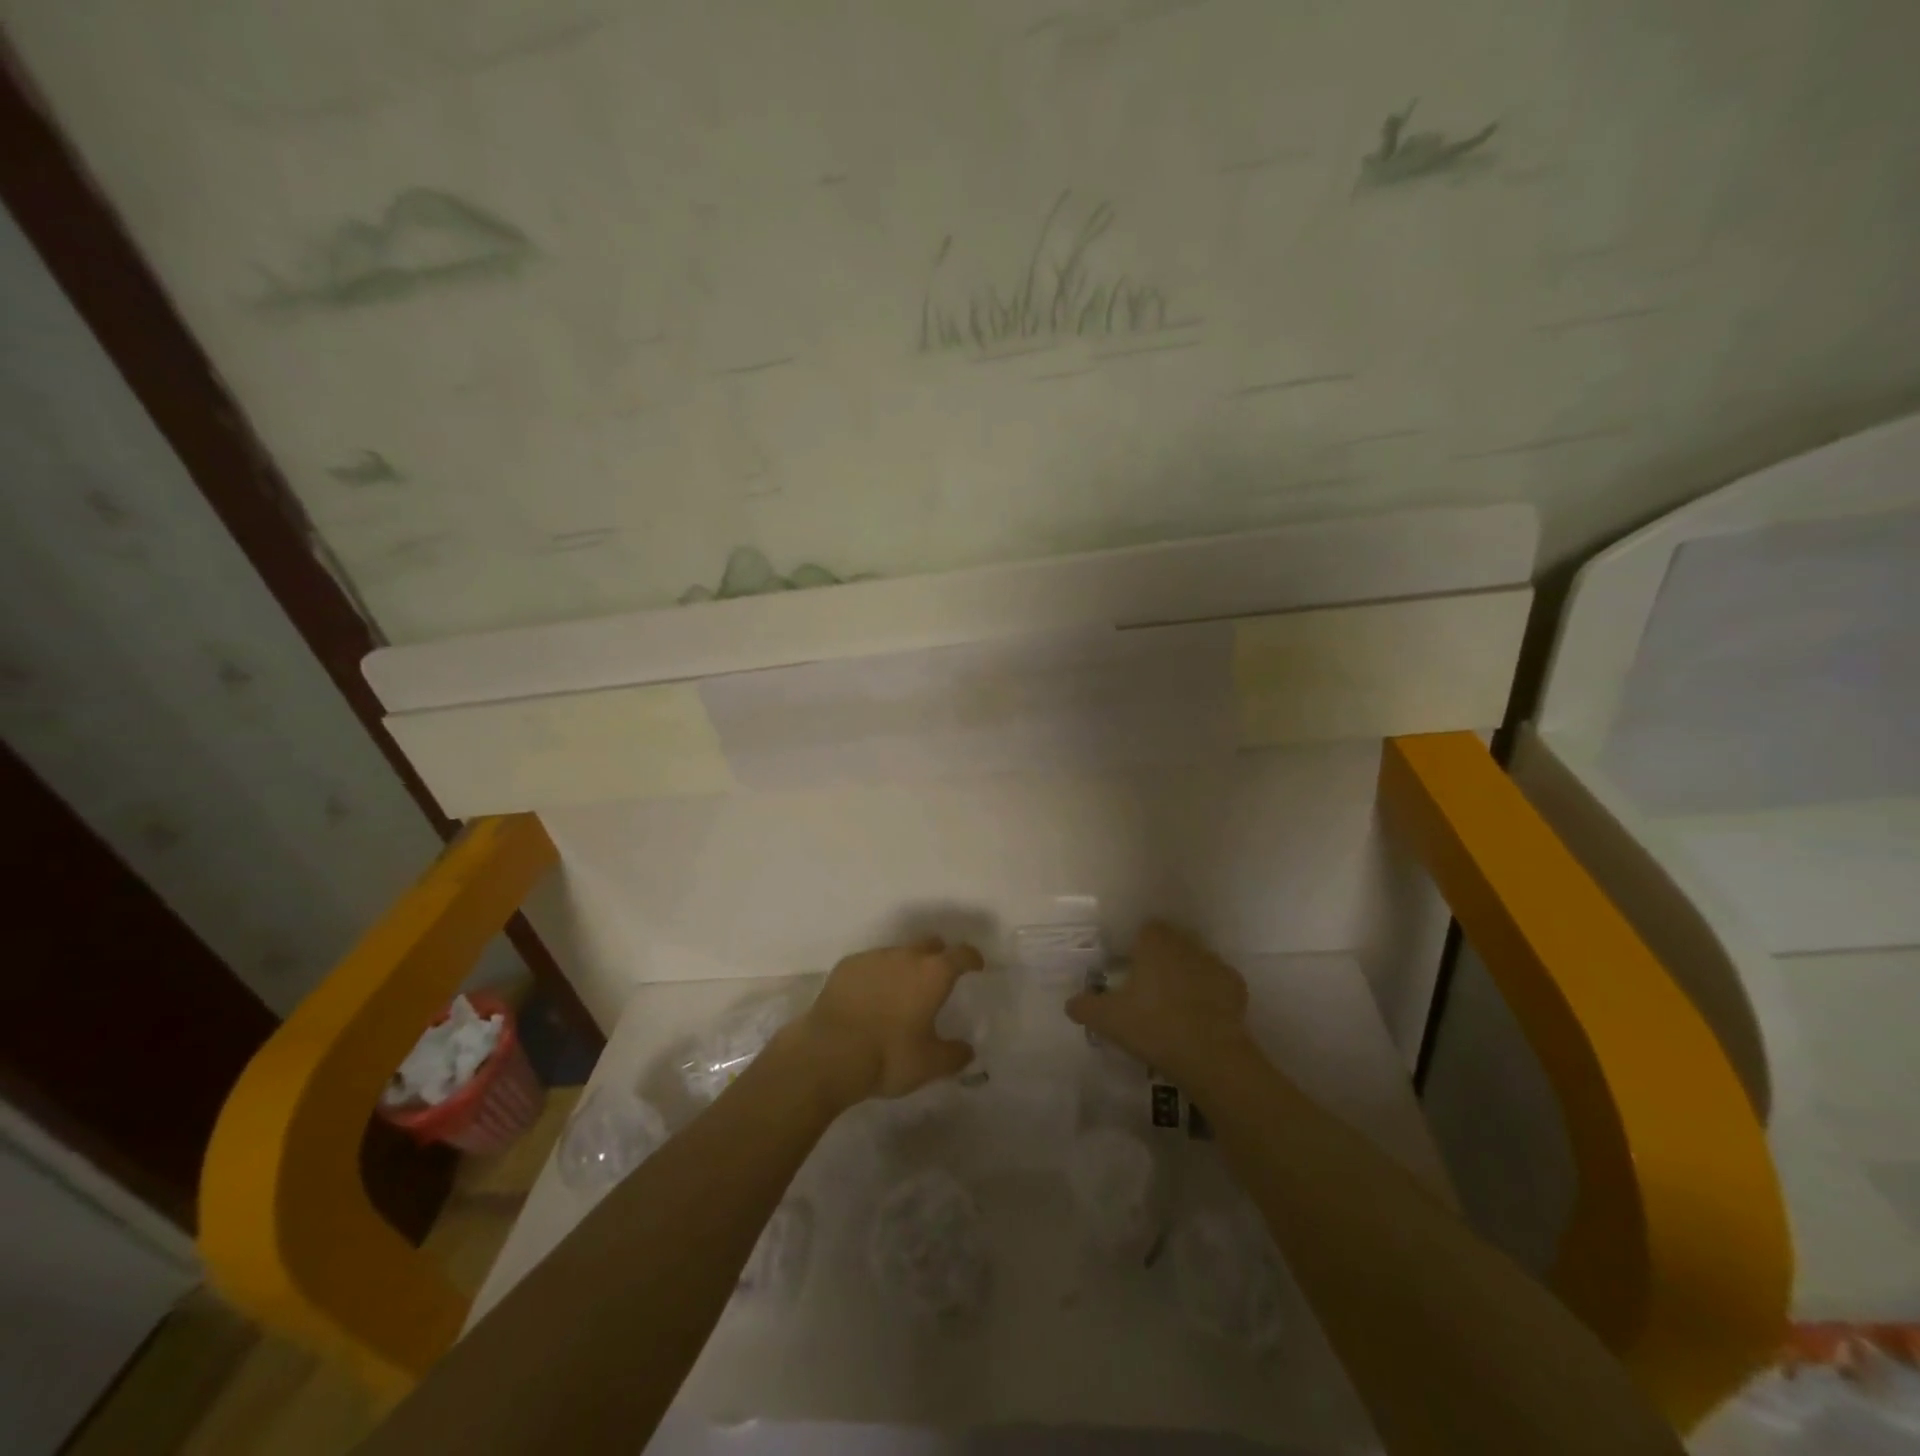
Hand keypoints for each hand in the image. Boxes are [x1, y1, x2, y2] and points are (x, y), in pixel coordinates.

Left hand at [781, 936, 983, 1107]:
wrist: (829, 1053)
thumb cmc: (888, 1056)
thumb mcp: (930, 1065)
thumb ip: (954, 1055)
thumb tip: (967, 1050)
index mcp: (933, 974)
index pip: (961, 955)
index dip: (971, 958)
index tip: (976, 964)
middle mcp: (906, 956)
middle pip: (929, 944)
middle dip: (938, 956)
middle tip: (938, 976)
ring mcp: (874, 957)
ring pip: (898, 953)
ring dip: (904, 966)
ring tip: (900, 991)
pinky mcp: (847, 965)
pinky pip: (870, 964)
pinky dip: (876, 975)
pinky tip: (869, 996)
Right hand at [1065, 921, 1252, 1080]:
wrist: (1210, 1057)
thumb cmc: (1153, 1026)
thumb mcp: (1107, 1019)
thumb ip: (1084, 1006)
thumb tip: (1071, 1003)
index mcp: (1155, 942)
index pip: (1146, 930)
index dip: (1137, 949)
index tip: (1130, 973)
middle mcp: (1187, 943)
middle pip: (1171, 945)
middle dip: (1162, 962)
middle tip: (1148, 994)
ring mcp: (1215, 964)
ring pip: (1195, 964)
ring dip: (1187, 978)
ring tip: (1175, 1010)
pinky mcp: (1236, 988)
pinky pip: (1218, 986)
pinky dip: (1210, 997)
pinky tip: (1200, 1021)